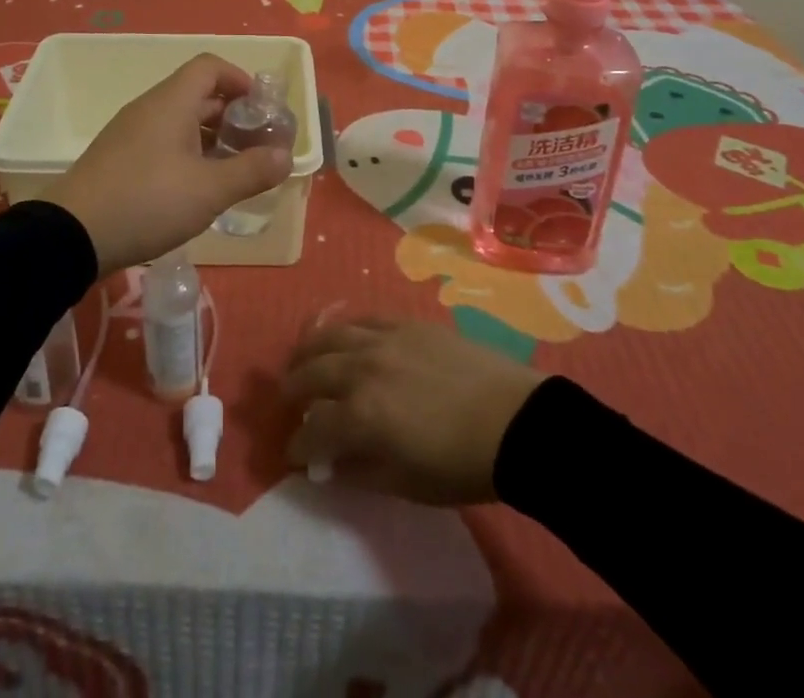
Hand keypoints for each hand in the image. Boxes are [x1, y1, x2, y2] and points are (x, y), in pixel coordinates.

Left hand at [46, 54, 291, 274]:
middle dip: (232, 114)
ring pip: (180, 120)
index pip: (210, 66)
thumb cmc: (148, 202)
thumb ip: (251, 171)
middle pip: (197, 93)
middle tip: (256, 144)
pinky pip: (162, 140)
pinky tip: (197, 187)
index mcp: (171, 102)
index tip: (261, 110)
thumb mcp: (209, 191)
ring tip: (233, 169)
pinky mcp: (119, 157)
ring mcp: (131, 132)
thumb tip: (286, 157)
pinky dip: (188, 152)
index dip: (240, 79)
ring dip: (210, 136)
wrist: (71, 235)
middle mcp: (150, 108)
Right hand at [284, 319, 548, 504]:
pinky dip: (346, 328)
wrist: (515, 422)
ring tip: (303, 359)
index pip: (312, 428)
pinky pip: (364, 318)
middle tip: (289, 399)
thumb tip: (330, 464)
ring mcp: (384, 339)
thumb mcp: (407, 485)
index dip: (297, 444)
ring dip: (309, 349)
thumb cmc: (462, 465)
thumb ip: (361, 472)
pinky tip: (344, 337)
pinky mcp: (406, 323)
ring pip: (331, 335)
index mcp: (361, 415)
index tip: (293, 453)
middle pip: (311, 371)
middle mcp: (362, 368)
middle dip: (293, 388)